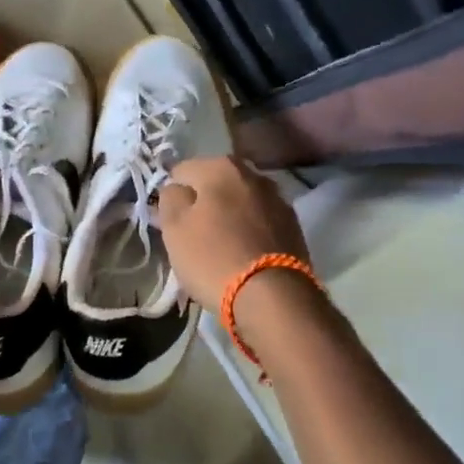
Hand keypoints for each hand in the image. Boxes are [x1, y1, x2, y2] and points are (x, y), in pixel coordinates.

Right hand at [157, 156, 311, 309]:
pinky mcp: (293, 225)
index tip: (171, 221)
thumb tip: (177, 188)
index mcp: (221, 166)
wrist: (273, 296)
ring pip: (240, 202)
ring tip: (221, 246)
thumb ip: (170, 198)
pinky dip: (249, 230)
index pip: (182, 171)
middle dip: (203, 203)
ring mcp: (278, 198)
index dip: (172, 195)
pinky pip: (260, 221)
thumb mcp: (174, 228)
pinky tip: (244, 253)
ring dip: (229, 215)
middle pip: (215, 183)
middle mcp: (253, 174)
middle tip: (194, 235)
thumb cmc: (213, 258)